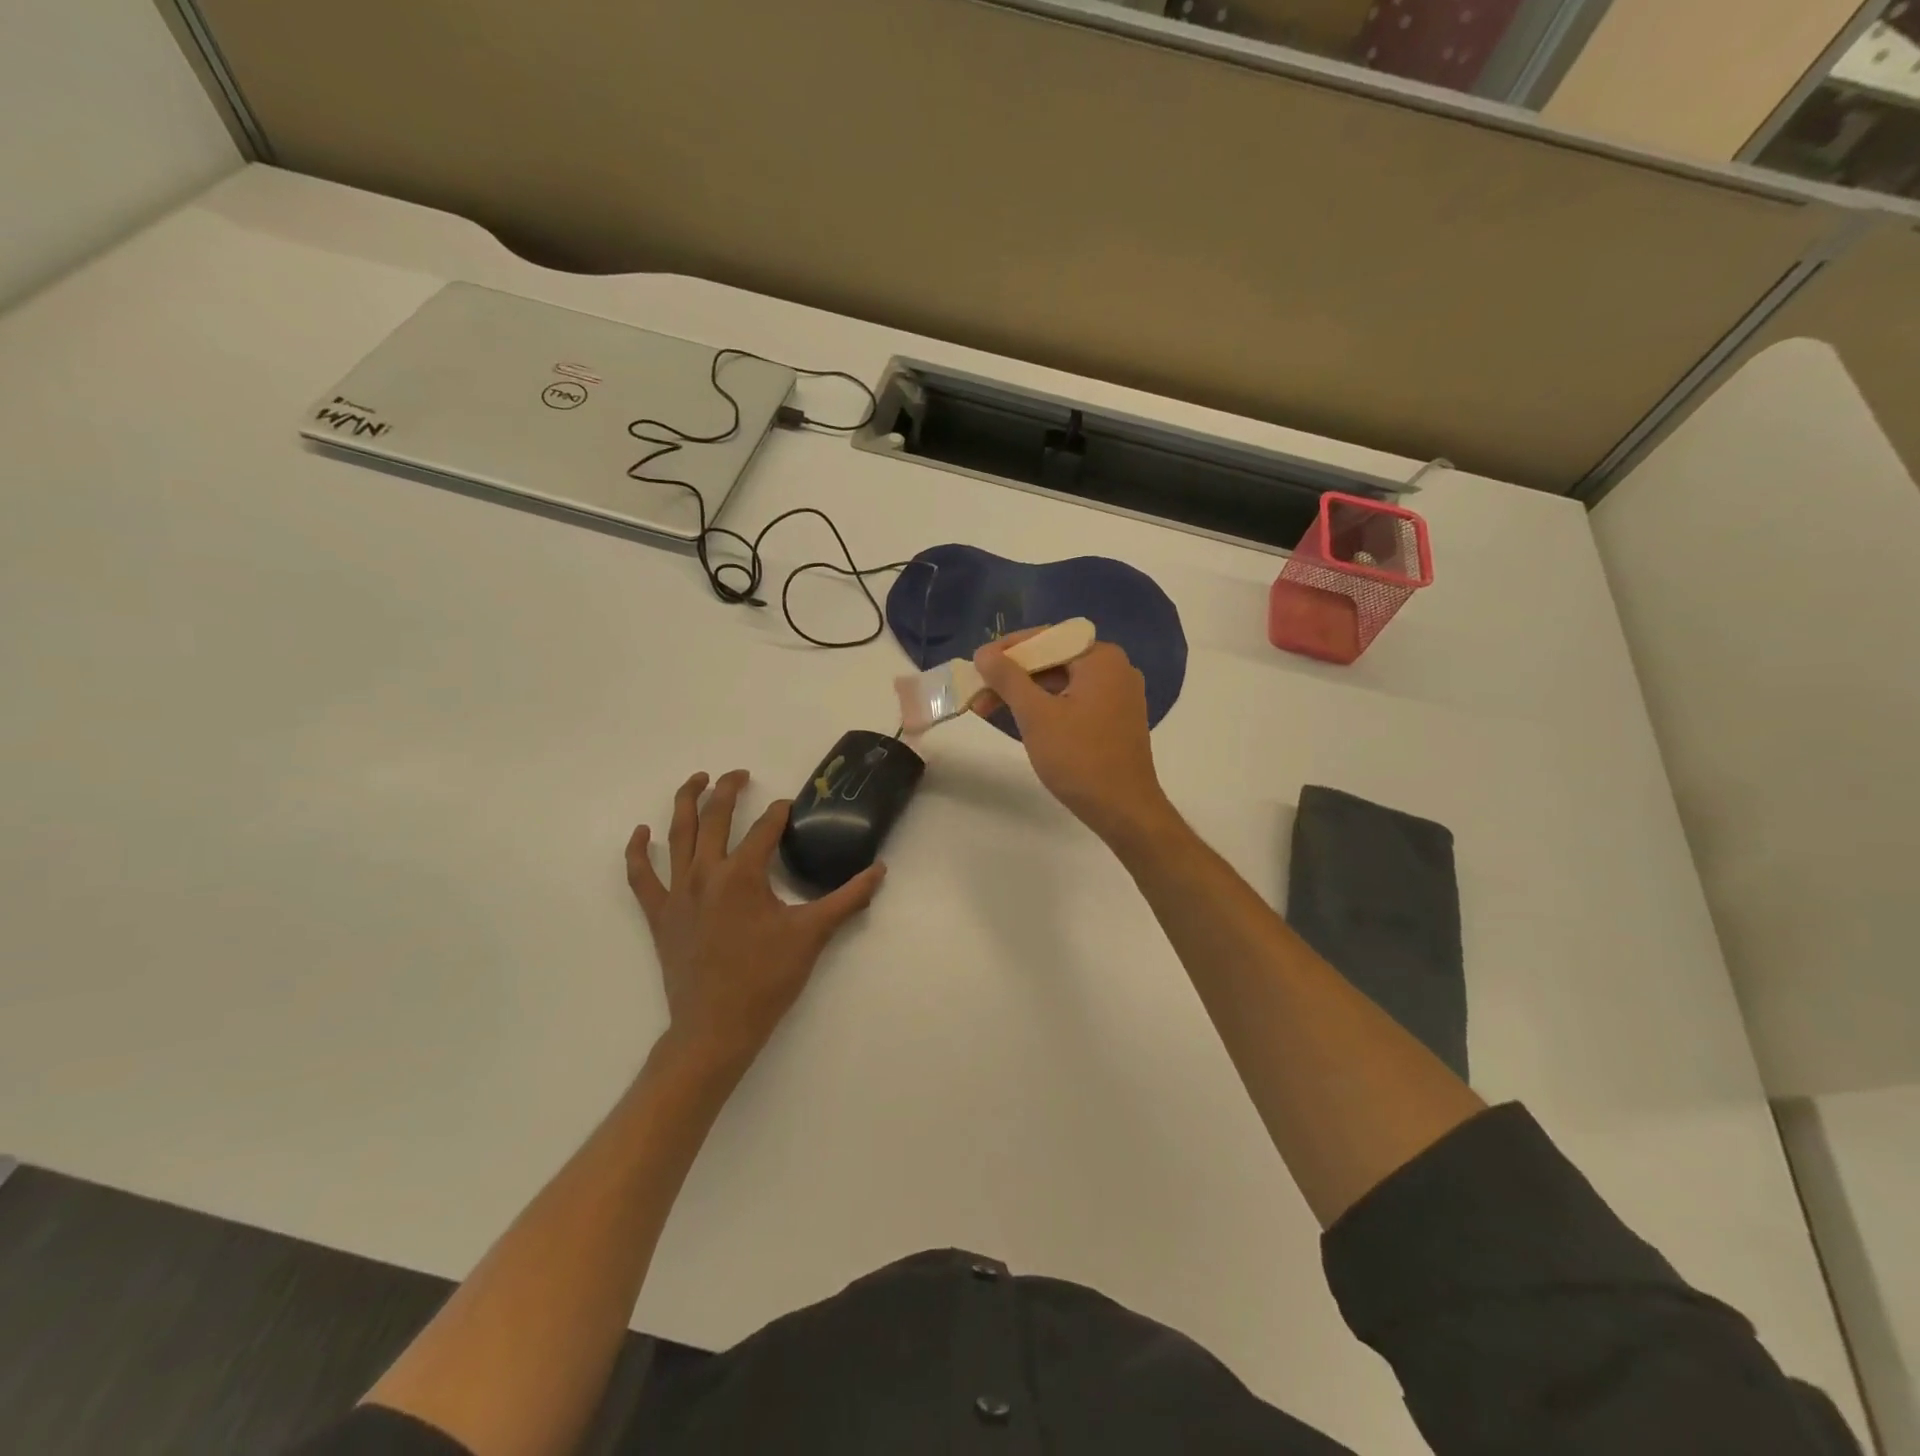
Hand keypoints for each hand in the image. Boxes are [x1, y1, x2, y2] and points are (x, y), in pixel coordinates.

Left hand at [625, 770, 885, 1072]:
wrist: (716, 1027)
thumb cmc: (766, 979)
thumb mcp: (812, 935)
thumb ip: (847, 899)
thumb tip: (879, 871)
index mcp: (743, 874)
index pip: (765, 827)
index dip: (780, 813)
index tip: (790, 808)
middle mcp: (706, 873)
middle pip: (715, 817)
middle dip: (728, 789)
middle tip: (740, 774)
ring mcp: (677, 893)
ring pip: (677, 835)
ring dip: (685, 802)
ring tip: (696, 780)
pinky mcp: (659, 914)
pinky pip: (641, 876)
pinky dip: (638, 851)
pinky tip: (641, 832)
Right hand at [973, 634, 1175, 847]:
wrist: (1124, 809)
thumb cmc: (1079, 758)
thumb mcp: (1036, 715)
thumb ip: (1008, 678)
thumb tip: (983, 653)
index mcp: (1101, 658)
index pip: (1046, 638)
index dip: (1007, 650)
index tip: (976, 665)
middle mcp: (1115, 668)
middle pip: (1053, 659)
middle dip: (1013, 675)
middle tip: (978, 692)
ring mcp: (1118, 694)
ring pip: (1062, 681)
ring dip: (1025, 693)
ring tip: (988, 709)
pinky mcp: (1115, 718)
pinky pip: (1074, 699)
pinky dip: (1047, 706)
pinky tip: (1021, 719)